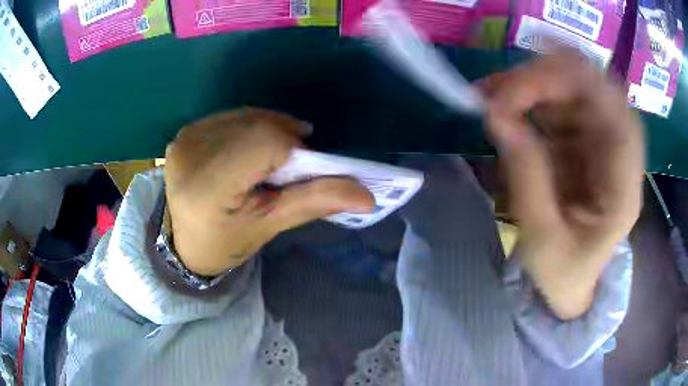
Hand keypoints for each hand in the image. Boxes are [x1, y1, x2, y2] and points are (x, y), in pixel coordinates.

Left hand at [164, 108, 374, 275]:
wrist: (185, 242)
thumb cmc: (226, 243)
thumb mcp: (269, 227)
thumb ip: (314, 201)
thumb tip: (368, 195)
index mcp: (206, 187)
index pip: (264, 143)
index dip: (293, 151)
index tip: (300, 172)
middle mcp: (190, 154)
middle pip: (257, 124)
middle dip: (284, 140)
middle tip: (289, 168)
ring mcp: (185, 138)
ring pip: (248, 115)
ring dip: (270, 132)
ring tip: (270, 160)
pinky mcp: (187, 131)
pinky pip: (233, 116)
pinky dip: (253, 127)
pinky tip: (250, 149)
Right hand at [485, 53, 644, 318]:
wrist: (572, 281)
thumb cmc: (563, 271)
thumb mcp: (542, 238)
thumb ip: (526, 176)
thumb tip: (496, 114)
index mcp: (623, 185)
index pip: (613, 111)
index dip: (572, 80)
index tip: (516, 85)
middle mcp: (620, 153)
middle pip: (593, 87)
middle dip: (544, 78)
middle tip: (497, 91)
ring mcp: (603, 140)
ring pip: (574, 85)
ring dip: (532, 83)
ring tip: (491, 95)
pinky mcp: (586, 138)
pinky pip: (560, 100)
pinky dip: (530, 94)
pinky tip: (504, 102)